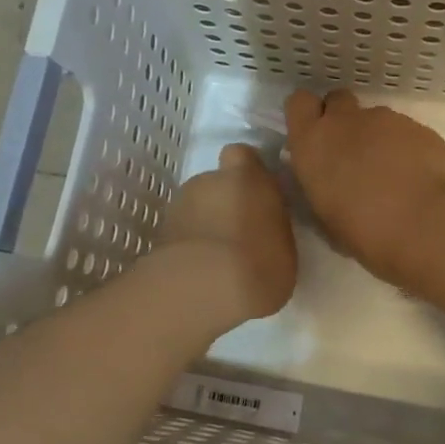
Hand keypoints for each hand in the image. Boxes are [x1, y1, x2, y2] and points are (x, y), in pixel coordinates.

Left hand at [156, 144, 297, 327]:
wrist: (202, 288)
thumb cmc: (259, 262)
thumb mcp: (285, 245)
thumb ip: (272, 224)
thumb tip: (264, 224)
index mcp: (246, 176)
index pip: (242, 155)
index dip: (247, 172)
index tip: (257, 193)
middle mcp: (209, 180)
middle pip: (216, 183)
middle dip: (225, 202)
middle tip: (240, 234)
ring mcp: (180, 205)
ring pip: (196, 208)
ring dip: (205, 224)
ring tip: (217, 259)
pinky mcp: (160, 233)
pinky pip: (182, 233)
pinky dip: (188, 246)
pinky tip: (199, 272)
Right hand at [285, 89, 444, 286]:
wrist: (432, 225)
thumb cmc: (369, 234)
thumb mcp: (329, 221)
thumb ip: (323, 191)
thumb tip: (329, 187)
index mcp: (313, 144)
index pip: (298, 103)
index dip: (308, 116)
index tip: (316, 138)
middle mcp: (345, 122)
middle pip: (336, 100)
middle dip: (341, 120)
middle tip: (351, 153)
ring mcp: (385, 120)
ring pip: (372, 118)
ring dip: (375, 138)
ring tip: (391, 175)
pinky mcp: (418, 126)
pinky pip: (403, 130)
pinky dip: (404, 147)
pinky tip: (416, 177)